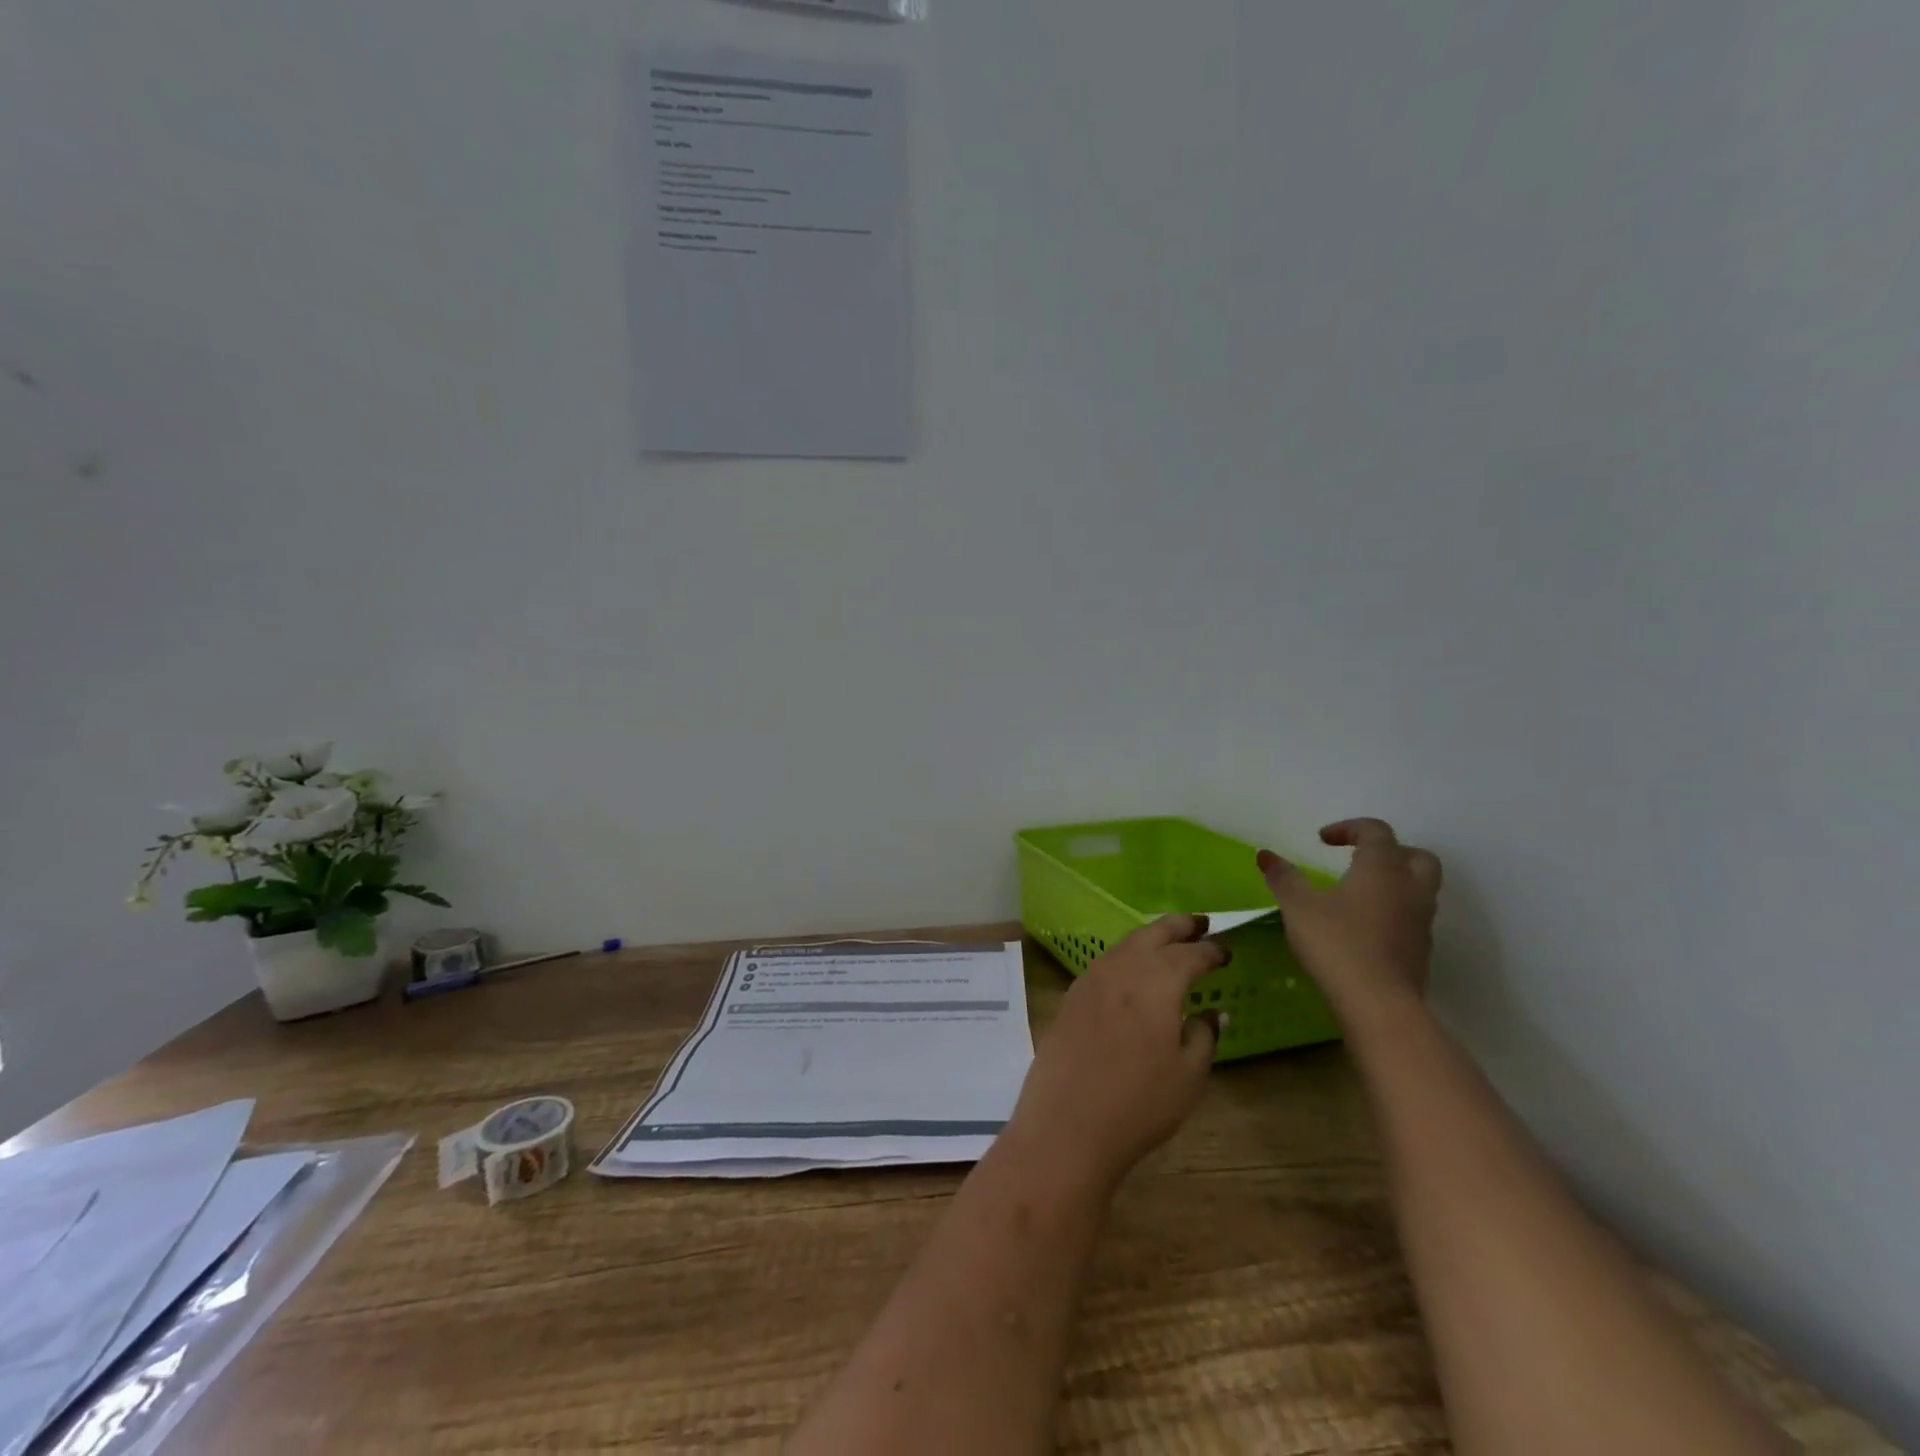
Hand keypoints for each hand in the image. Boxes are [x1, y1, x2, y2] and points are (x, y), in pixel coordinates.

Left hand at [1008, 915, 1224, 1189]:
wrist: (1067, 1123)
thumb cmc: (1138, 1103)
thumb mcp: (1187, 1076)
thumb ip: (1204, 1036)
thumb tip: (1216, 1013)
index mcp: (1157, 982)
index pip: (1191, 954)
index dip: (1212, 950)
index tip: (1227, 950)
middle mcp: (1122, 969)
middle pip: (1154, 934)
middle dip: (1179, 926)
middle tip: (1201, 923)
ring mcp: (1091, 979)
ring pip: (1126, 944)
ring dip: (1150, 937)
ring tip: (1169, 941)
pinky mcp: (1071, 996)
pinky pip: (1106, 962)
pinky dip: (1126, 956)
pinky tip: (1133, 971)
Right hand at [1258, 818, 1442, 1025]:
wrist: (1379, 1004)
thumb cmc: (1336, 945)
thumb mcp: (1298, 907)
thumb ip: (1284, 878)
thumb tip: (1265, 855)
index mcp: (1382, 868)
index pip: (1376, 831)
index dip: (1349, 828)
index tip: (1323, 840)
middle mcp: (1410, 887)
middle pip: (1415, 855)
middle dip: (1389, 851)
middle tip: (1358, 860)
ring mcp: (1422, 920)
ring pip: (1420, 887)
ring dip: (1395, 882)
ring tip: (1359, 894)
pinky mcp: (1422, 949)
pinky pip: (1413, 916)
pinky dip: (1395, 910)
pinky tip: (1366, 926)